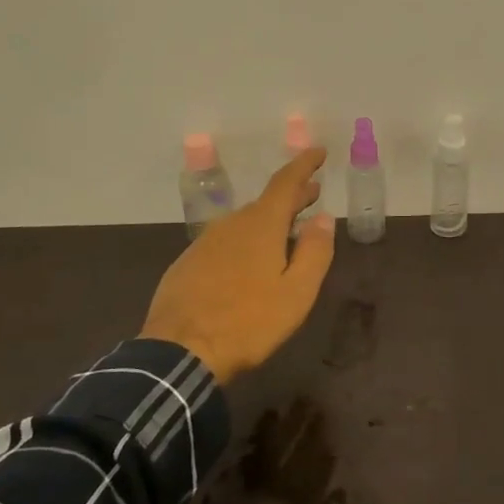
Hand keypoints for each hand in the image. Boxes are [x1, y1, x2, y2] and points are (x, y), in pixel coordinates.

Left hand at [140, 148, 335, 380]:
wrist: (180, 352)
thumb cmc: (249, 322)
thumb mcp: (296, 292)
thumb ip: (315, 251)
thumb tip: (324, 218)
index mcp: (261, 225)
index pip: (286, 182)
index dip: (304, 164)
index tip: (318, 151)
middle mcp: (231, 224)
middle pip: (266, 203)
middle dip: (292, 197)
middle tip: (312, 194)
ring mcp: (205, 243)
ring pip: (243, 223)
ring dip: (268, 221)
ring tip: (285, 230)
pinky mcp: (187, 263)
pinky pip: (224, 242)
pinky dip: (244, 241)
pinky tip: (248, 262)